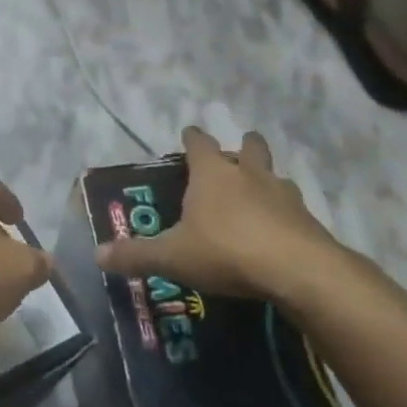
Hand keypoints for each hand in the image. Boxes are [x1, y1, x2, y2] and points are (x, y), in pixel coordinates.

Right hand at [95, 126, 345, 308]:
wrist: (298, 271)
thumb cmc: (226, 251)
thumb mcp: (172, 256)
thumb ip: (136, 255)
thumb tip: (97, 254)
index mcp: (213, 173)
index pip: (199, 143)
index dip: (192, 138)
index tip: (188, 134)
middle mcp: (249, 174)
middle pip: (248, 147)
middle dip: (242, 147)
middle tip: (234, 157)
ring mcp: (284, 195)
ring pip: (275, 176)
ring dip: (267, 181)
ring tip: (259, 196)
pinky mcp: (308, 220)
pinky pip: (293, 209)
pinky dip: (285, 215)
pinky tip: (279, 232)